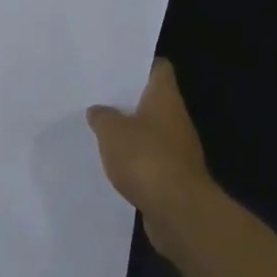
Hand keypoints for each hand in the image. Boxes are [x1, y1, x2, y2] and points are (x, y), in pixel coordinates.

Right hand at [87, 59, 218, 258]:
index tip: (117, 64)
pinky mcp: (174, 177)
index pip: (158, 68)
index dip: (140, 63)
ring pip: (150, 131)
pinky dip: (135, 160)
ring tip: (100, 129)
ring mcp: (178, 150)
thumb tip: (99, 111)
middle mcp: (176, 119)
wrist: (179, 212)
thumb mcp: (111, 131)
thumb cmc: (145, 158)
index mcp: (165, 98)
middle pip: (152, 100)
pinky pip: (150, 159)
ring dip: (130, 132)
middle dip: (128, 99)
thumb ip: (102, 117)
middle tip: (98, 96)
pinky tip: (113, 163)